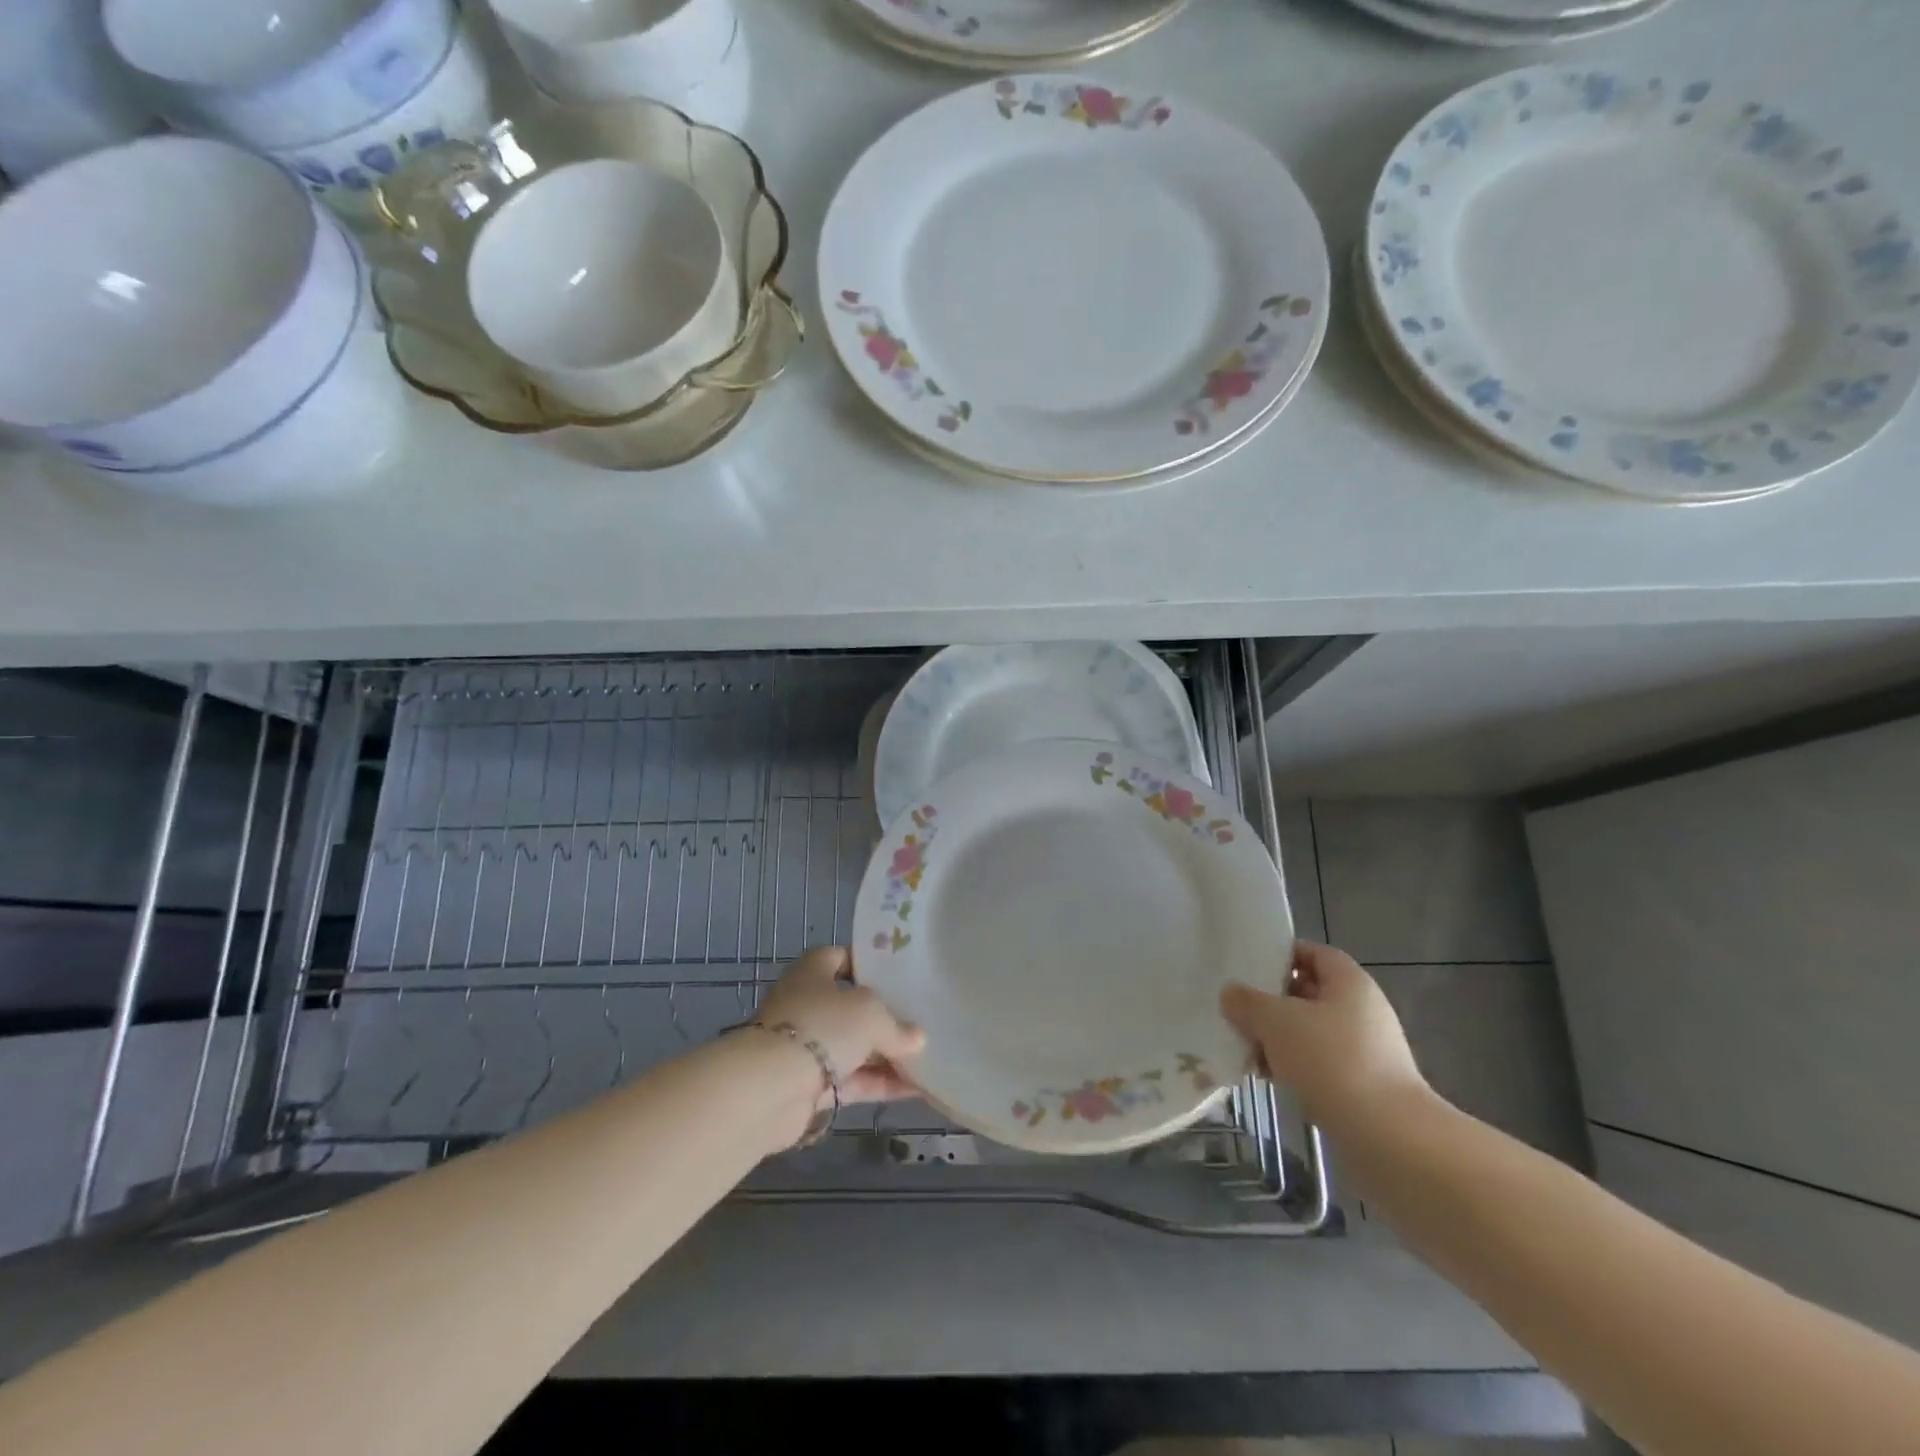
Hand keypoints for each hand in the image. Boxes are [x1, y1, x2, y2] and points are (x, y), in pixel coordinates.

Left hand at [756, 946, 925, 1104]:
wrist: (772, 1087)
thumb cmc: (823, 1026)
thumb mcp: (871, 1014)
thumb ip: (897, 1025)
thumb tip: (916, 1038)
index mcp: (813, 972)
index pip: (840, 957)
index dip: (868, 964)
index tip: (900, 974)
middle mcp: (807, 1004)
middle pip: (850, 1005)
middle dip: (883, 1014)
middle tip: (919, 1018)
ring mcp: (807, 1046)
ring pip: (853, 1045)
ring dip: (885, 1053)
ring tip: (926, 1056)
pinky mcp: (811, 1084)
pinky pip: (853, 1080)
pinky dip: (879, 1083)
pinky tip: (915, 1089)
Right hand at [1220, 941, 1428, 1130]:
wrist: (1389, 1138)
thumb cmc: (1332, 1061)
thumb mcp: (1277, 1021)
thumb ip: (1248, 1002)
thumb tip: (1231, 993)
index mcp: (1350, 984)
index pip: (1314, 953)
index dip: (1283, 954)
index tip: (1249, 965)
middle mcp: (1362, 1011)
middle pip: (1310, 993)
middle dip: (1272, 1000)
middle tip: (1236, 1007)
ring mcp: (1365, 1051)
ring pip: (1310, 1032)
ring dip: (1277, 1037)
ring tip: (1243, 1045)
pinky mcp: (1361, 1086)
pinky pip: (1318, 1064)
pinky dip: (1292, 1066)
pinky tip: (1265, 1077)